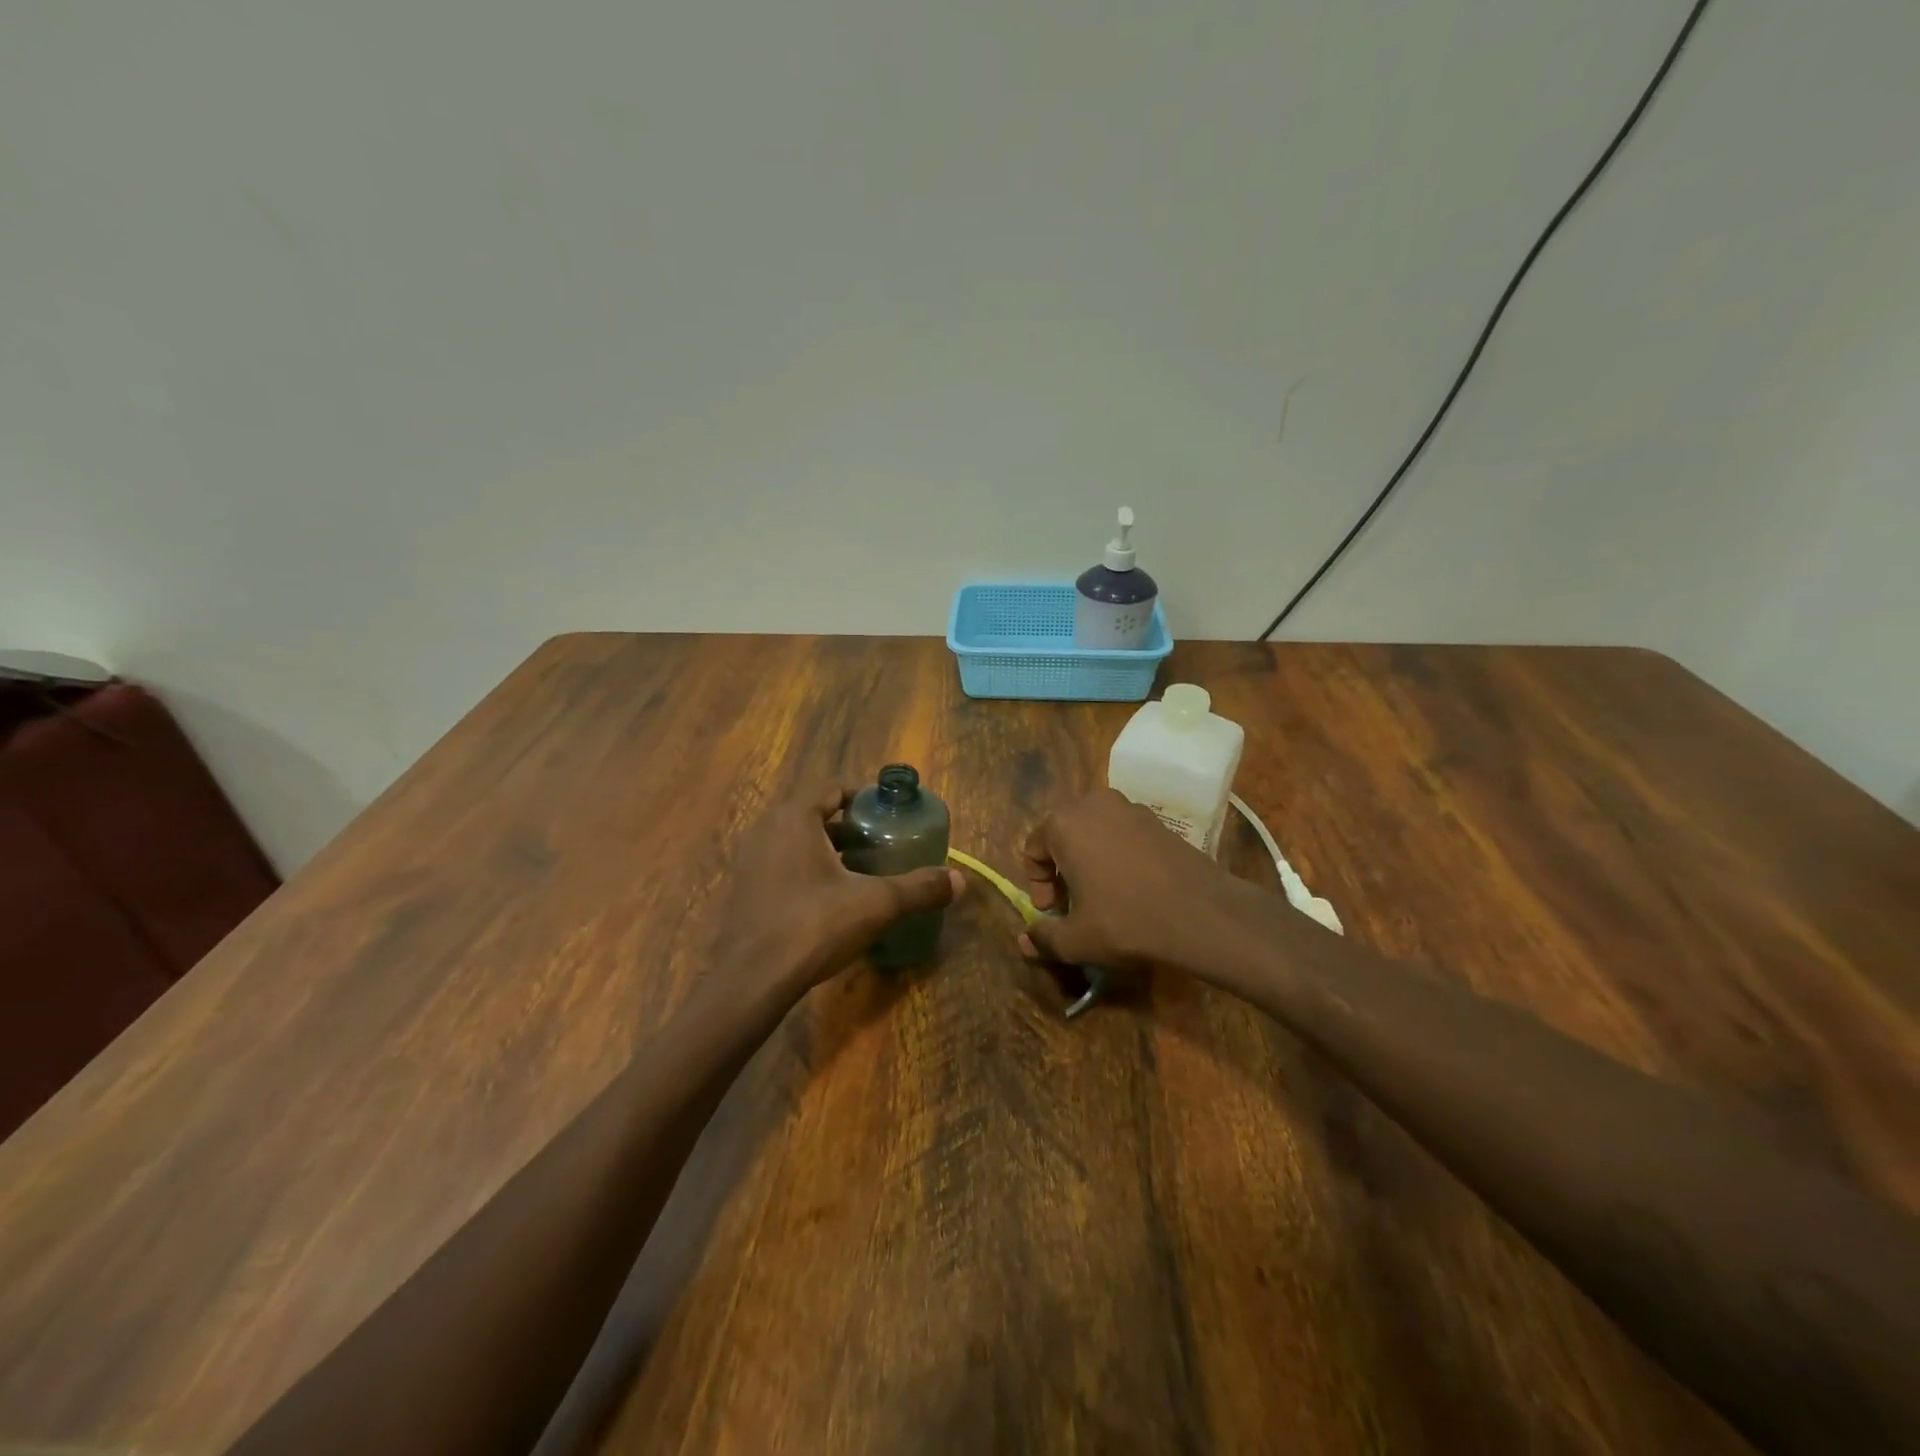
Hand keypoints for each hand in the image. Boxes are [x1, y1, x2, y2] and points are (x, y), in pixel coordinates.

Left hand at [711, 782, 962, 1001]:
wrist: (751, 979)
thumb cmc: (813, 925)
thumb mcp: (876, 904)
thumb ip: (919, 888)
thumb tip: (960, 881)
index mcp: (795, 818)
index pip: (831, 788)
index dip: (861, 797)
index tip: (886, 815)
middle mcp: (766, 830)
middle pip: (813, 814)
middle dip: (847, 827)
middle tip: (877, 844)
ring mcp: (748, 861)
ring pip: (795, 842)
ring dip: (825, 850)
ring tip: (857, 872)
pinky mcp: (742, 891)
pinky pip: (779, 866)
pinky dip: (805, 872)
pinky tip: (827, 901)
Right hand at [1018, 788, 1251, 972]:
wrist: (1200, 912)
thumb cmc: (1126, 920)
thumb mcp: (1077, 939)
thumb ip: (1044, 939)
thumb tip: (1024, 942)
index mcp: (1063, 823)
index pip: (1034, 849)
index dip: (1038, 884)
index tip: (1052, 912)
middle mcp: (1092, 803)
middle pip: (1063, 836)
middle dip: (1062, 870)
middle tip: (1073, 905)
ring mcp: (1128, 807)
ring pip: (1093, 833)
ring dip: (1088, 860)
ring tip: (1101, 896)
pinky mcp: (1156, 819)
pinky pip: (1121, 833)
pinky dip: (1116, 854)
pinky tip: (1131, 887)